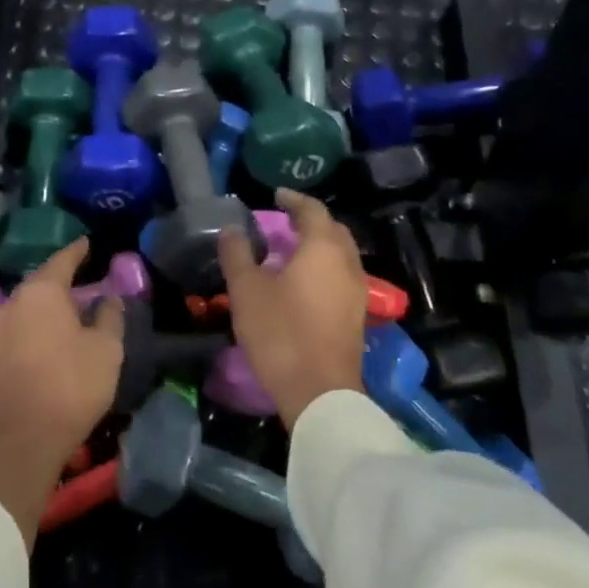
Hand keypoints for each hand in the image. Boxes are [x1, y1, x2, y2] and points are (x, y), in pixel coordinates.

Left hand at [0, 239, 124, 546]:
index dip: (78, 251)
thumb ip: (109, 316)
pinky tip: (53, 335)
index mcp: (41, 291)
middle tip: (85, 276)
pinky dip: (38, 324)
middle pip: (42, 282)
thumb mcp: (106, 349)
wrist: (21, 439)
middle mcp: (14, 302)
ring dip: (50, 304)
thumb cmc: (70, 385)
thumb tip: (108, 298)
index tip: (88, 242)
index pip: (63, 260)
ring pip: (29, 305)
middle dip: (63, 278)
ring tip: (72, 307)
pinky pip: (21, 327)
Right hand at [217, 190, 365, 429]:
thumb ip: (238, 254)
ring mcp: (357, 292)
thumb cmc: (281, 332)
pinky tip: (302, 282)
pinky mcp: (356, 316)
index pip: (312, 210)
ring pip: (340, 255)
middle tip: (285, 220)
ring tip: (290, 250)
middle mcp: (347, 263)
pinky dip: (323, 268)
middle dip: (310, 221)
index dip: (294, 199)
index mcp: (323, 249)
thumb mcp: (247, 290)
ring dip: (318, 245)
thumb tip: (231, 230)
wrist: (320, 393)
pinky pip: (341, 276)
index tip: (276, 195)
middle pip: (333, 230)